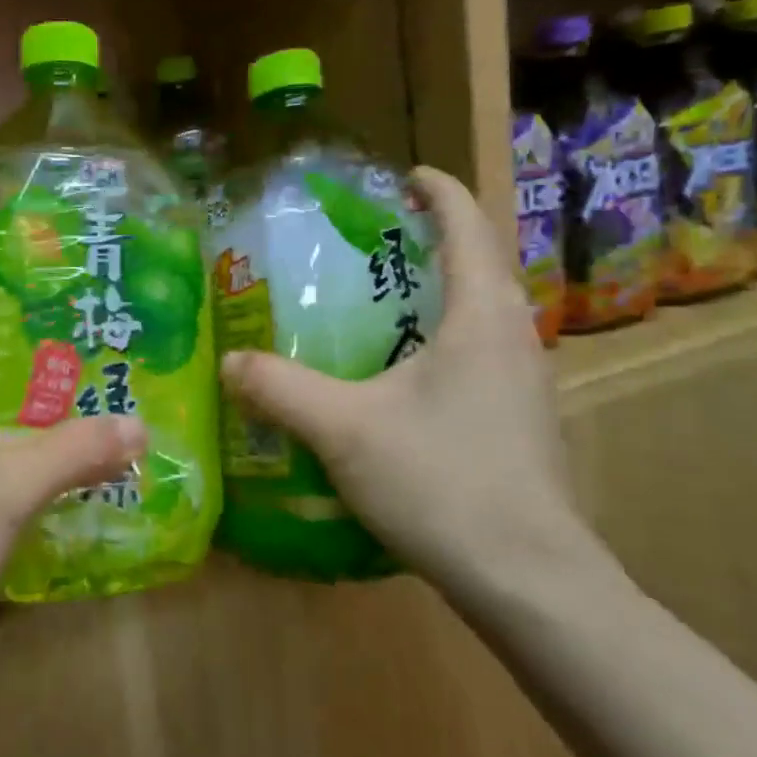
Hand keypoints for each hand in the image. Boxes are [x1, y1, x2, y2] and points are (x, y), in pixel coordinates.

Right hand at [220, 166, 602, 599]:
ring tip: (376, 305)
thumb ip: (280, 390)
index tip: (403, 176)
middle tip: (368, 244)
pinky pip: (478, 357)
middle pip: (476, 266)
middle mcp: (514, 337)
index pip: (465, 226)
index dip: (436, 191)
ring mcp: (525, 383)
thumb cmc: (442, 482)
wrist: (529, 580)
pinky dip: (439, 342)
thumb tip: (228, 363)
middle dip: (429, 243)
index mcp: (481, 316)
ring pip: (478, 316)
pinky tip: (397, 379)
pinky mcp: (521, 422)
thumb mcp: (344, 430)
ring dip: (435, 296)